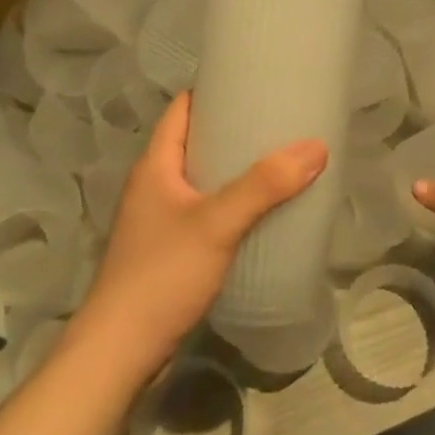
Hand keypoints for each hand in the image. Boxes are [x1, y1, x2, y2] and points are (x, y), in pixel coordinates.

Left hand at [75, 92, 326, 384]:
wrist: (119, 351)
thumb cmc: (162, 274)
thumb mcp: (217, 223)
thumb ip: (264, 186)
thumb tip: (315, 146)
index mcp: (155, 164)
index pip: (182, 108)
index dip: (214, 90)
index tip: (254, 83)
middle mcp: (152, 185)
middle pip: (193, 142)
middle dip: (233, 131)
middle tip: (277, 124)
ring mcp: (157, 220)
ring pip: (199, 179)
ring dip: (232, 170)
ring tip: (276, 164)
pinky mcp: (166, 251)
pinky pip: (202, 211)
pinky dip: (228, 203)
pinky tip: (257, 214)